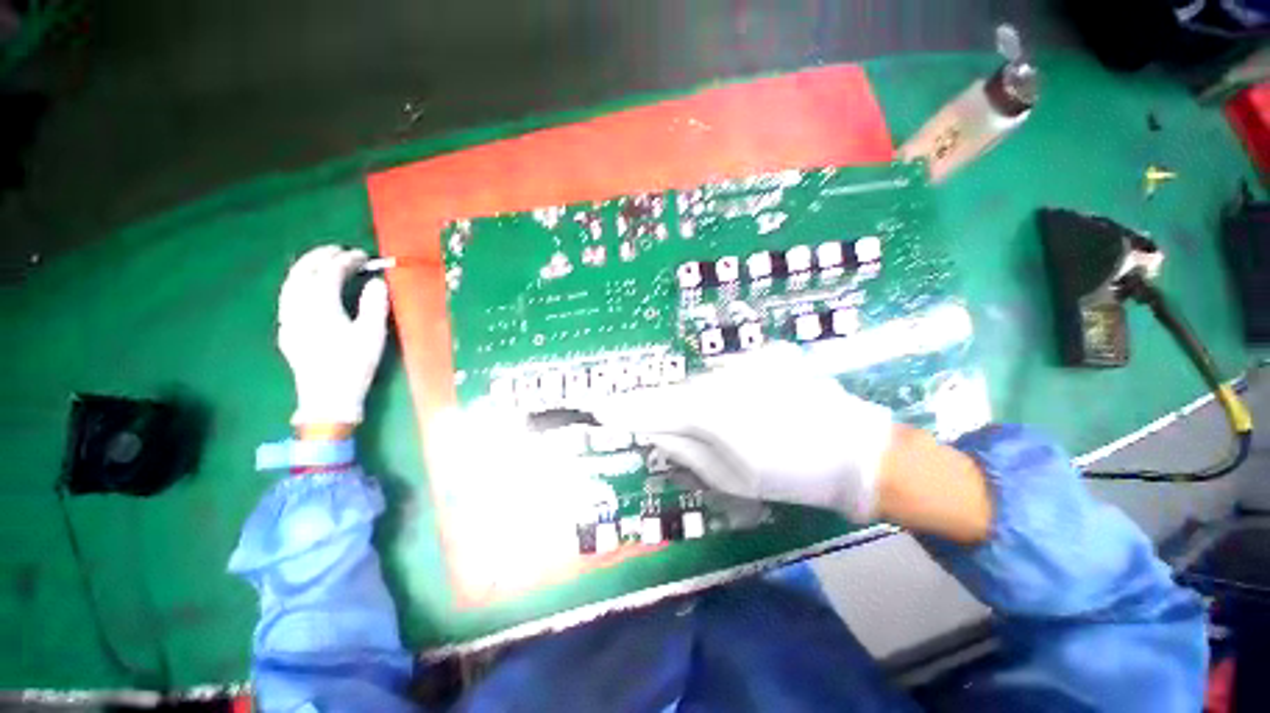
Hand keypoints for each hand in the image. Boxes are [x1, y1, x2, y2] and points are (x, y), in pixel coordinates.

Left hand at [277, 246, 389, 426]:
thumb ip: (374, 304)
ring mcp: (289, 318)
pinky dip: (299, 283)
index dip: (347, 260)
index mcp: (320, 306)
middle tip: (340, 250)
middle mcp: (298, 307)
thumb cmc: (354, 364)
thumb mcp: (372, 334)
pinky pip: (288, 297)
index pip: (330, 272)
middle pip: (303, 272)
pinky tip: (309, 288)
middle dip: (320, 256)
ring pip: (291, 283)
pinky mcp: (287, 330)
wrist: (327, 397)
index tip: (363, 256)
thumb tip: (375, 282)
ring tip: (323, 262)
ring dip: (306, 267)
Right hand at [593, 344, 894, 521]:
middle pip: (679, 391)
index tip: (599, 407)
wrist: (860, 454)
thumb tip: (656, 432)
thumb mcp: (732, 477)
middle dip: (667, 409)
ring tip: (723, 425)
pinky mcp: (770, 356)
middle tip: (664, 428)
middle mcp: (724, 375)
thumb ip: (686, 450)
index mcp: (711, 410)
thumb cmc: (794, 475)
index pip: (652, 405)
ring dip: (701, 401)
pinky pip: (732, 373)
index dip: (623, 408)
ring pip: (705, 381)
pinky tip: (751, 409)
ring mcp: (749, 361)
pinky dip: (728, 391)